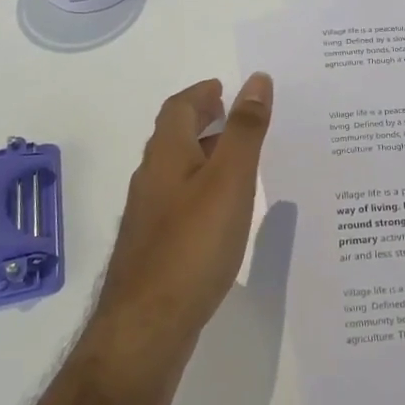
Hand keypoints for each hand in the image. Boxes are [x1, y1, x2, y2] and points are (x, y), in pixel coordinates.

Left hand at [88, 74, 273, 372]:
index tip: (225, 86)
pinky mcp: (157, 246)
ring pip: (179, 171)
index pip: (179, 108)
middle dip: (204, 120)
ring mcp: (150, 216)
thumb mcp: (229, 180)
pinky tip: (225, 210)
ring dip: (206, 154)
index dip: (201, 93)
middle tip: (237, 115)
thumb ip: (244, 130)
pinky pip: (183, 200)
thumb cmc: (192, 244)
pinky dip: (205, 188)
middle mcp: (152, 179)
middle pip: (175, 137)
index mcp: (165, 155)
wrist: (148, 325)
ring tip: (242, 158)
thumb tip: (256, 79)